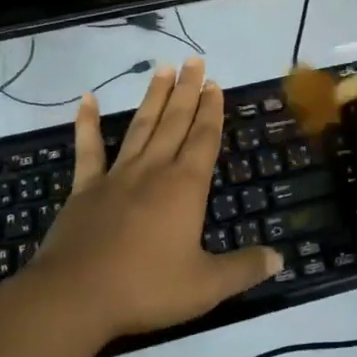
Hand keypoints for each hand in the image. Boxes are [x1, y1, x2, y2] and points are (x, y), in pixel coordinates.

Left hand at [32, 59, 281, 340]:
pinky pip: (88, 149)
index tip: (215, 84)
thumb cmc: (146, 288)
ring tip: (162, 68)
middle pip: (175, 122)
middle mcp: (154, 170)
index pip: (204, 139)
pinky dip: (87, 123)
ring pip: (141, 126)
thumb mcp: (205, 287)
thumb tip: (280, 258)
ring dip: (154, 97)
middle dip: (187, 90)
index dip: (212, 111)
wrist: (76, 296)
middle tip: (194, 60)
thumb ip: (243, 269)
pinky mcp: (85, 188)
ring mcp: (116, 176)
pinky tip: (87, 98)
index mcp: (185, 187)